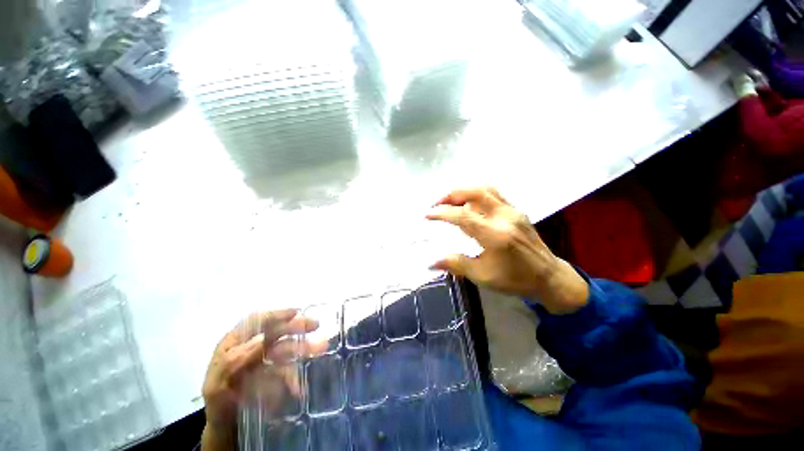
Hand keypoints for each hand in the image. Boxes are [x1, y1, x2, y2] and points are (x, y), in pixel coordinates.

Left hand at [201, 309, 319, 450]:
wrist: (226, 426)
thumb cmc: (217, 402)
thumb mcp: (217, 384)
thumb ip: (235, 361)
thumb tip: (262, 339)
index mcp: (235, 343)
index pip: (256, 321)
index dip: (276, 314)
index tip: (296, 312)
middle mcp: (251, 347)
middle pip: (276, 331)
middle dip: (296, 327)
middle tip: (315, 325)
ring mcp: (264, 359)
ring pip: (286, 348)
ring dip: (303, 347)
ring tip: (321, 348)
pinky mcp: (274, 373)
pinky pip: (287, 370)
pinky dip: (295, 377)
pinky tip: (298, 389)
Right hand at [426, 187, 588, 313]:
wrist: (548, 277)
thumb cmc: (514, 279)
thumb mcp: (482, 276)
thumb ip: (455, 264)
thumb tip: (430, 263)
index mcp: (495, 235)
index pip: (463, 216)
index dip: (442, 213)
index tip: (427, 215)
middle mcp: (504, 217)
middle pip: (475, 192)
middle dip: (451, 194)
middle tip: (436, 203)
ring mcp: (513, 211)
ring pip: (485, 189)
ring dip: (464, 192)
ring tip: (450, 202)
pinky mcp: (517, 211)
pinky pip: (493, 195)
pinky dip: (476, 195)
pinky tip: (468, 206)